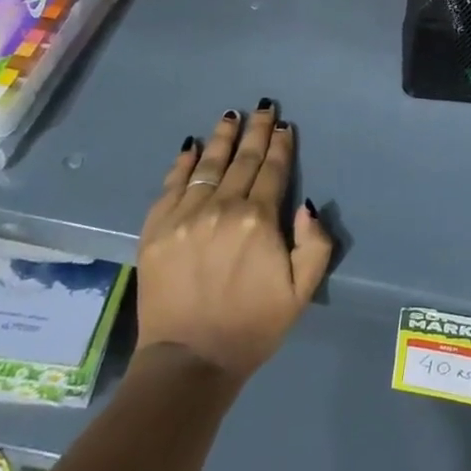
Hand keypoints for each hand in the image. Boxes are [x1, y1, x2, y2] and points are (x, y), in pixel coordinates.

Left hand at [135, 102, 332, 383]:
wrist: (189, 363)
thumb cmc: (252, 326)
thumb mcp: (302, 292)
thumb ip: (314, 244)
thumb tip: (306, 205)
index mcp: (258, 220)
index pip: (272, 170)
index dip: (281, 146)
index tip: (285, 126)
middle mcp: (221, 207)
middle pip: (242, 160)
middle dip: (256, 131)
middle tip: (263, 107)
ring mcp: (184, 216)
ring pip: (207, 165)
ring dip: (222, 138)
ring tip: (231, 115)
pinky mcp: (156, 229)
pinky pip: (171, 185)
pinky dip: (182, 163)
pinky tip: (191, 147)